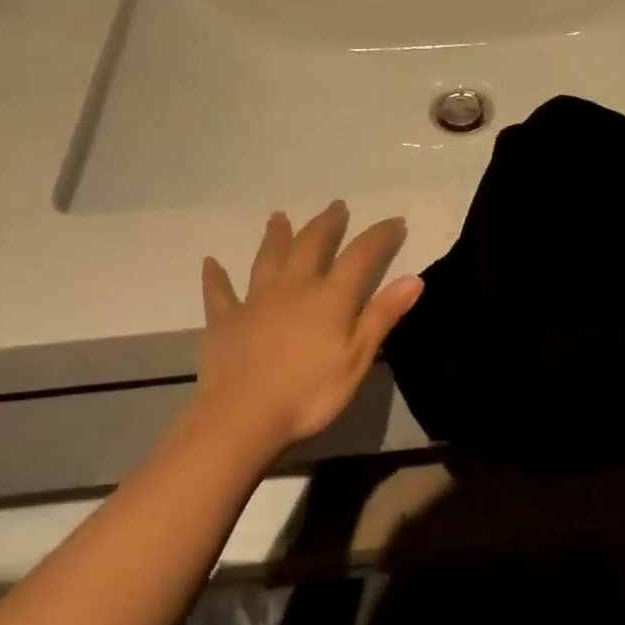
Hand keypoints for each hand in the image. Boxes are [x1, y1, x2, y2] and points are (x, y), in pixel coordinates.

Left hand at [183, 202, 422, 460]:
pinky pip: (219, 293)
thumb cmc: (309, 394)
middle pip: (312, 245)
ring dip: (276, 236)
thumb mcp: (357, 358)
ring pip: (268, 259)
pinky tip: (210, 263)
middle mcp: (293, 287)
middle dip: (326, 224)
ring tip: (279, 217)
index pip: (360, 255)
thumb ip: (383, 316)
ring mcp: (254, 301)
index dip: (379, 235)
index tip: (394, 220)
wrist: (241, 419)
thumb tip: (414, 278)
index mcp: (330, 297)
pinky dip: (215, 277)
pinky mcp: (224, 321)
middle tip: (336, 206)